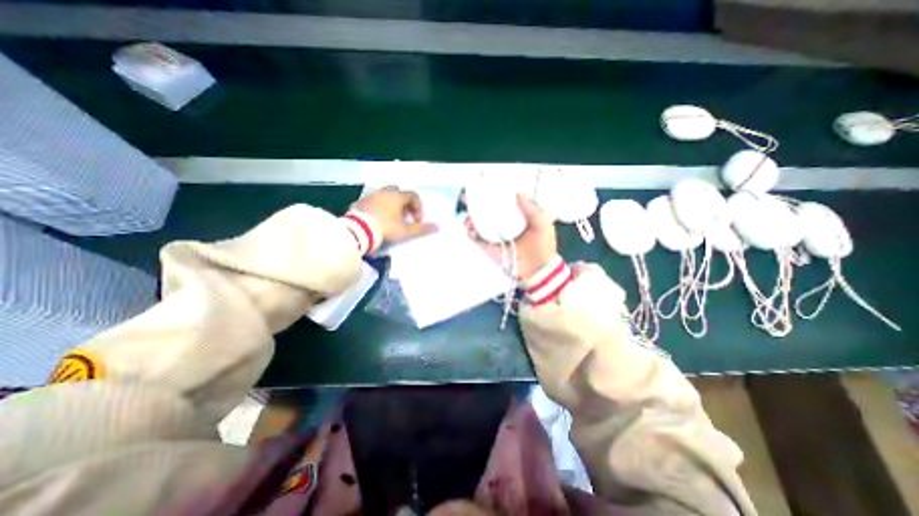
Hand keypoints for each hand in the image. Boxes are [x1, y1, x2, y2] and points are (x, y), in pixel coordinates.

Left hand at [352, 187, 435, 244]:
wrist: (359, 230)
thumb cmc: (386, 227)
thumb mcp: (405, 230)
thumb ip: (421, 229)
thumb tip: (438, 227)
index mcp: (397, 196)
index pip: (413, 196)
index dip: (418, 207)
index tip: (417, 221)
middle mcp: (385, 192)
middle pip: (398, 192)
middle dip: (404, 203)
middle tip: (404, 217)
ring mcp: (371, 196)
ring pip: (385, 196)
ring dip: (391, 205)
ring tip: (391, 219)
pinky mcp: (360, 202)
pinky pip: (373, 202)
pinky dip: (378, 208)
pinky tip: (378, 220)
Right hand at [467, 193, 559, 281]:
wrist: (537, 269)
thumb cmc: (542, 246)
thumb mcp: (541, 224)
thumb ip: (531, 210)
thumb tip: (519, 194)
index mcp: (515, 217)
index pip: (500, 204)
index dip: (490, 196)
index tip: (482, 190)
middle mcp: (503, 225)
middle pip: (485, 212)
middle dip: (474, 206)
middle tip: (466, 199)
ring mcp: (495, 236)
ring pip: (478, 225)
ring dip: (470, 219)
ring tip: (468, 218)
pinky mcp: (489, 248)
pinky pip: (477, 239)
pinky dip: (471, 234)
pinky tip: (470, 231)